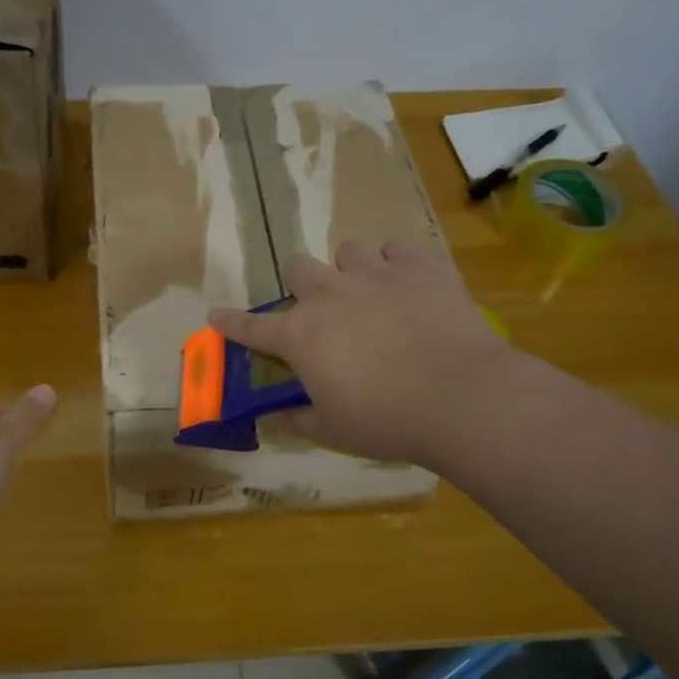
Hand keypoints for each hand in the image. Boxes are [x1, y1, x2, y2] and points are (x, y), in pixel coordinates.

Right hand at [210, 241, 516, 466]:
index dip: (231, 322)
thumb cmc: (387, 420)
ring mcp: (376, 275)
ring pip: (348, 251)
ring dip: (349, 270)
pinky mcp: (421, 268)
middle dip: (300, 283)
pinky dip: (395, 264)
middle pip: (298, 267)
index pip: (252, 327)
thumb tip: (284, 414)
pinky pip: (398, 249)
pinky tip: (405, 284)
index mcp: (301, 336)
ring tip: (367, 293)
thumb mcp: (334, 429)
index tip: (216, 315)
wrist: (461, 397)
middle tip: (318, 308)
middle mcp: (330, 295)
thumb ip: (301, 417)